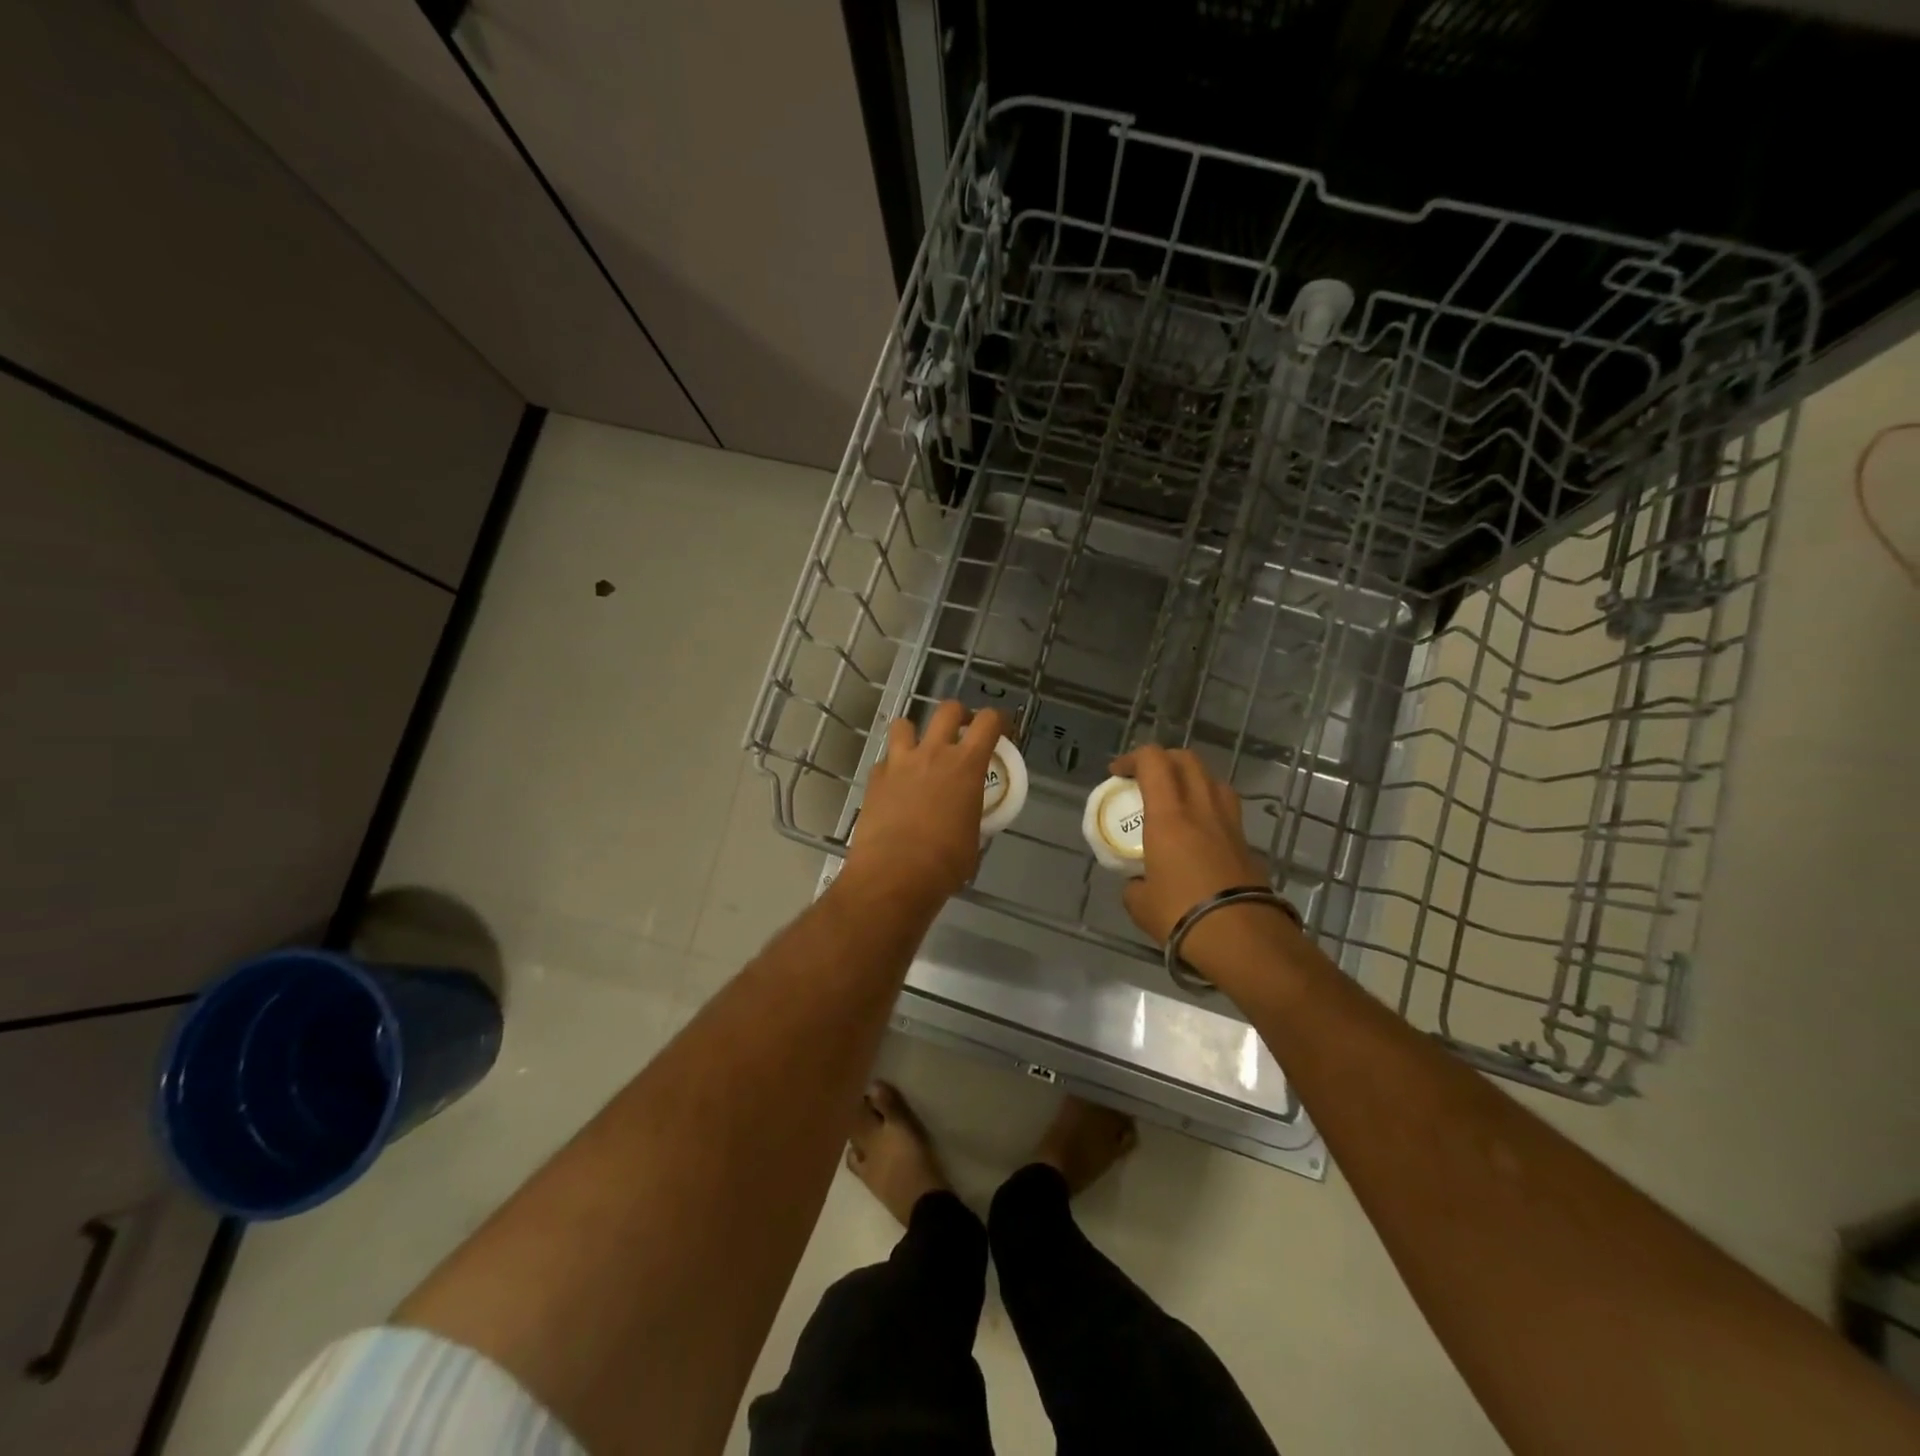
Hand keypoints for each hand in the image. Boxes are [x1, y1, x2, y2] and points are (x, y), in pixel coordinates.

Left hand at [843, 701, 1005, 903]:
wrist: (893, 874)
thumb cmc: (944, 862)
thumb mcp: (973, 838)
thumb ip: (970, 815)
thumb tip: (964, 819)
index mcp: (966, 766)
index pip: (988, 723)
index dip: (998, 719)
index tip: (1000, 727)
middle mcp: (933, 754)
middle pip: (947, 710)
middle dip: (958, 714)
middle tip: (961, 729)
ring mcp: (899, 763)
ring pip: (904, 725)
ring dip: (915, 732)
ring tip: (918, 750)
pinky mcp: (874, 779)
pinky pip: (885, 761)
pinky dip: (892, 768)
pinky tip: (894, 786)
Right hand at [1113, 746, 1286, 964]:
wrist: (1243, 938)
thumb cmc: (1182, 914)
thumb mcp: (1140, 903)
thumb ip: (1134, 883)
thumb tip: (1138, 882)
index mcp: (1169, 815)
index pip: (1153, 761)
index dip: (1132, 758)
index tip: (1117, 774)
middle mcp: (1201, 808)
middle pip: (1187, 759)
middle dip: (1162, 760)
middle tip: (1144, 779)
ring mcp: (1229, 823)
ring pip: (1212, 779)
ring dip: (1190, 778)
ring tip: (1175, 799)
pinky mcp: (1246, 843)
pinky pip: (1225, 808)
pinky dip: (1208, 806)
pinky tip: (1198, 830)